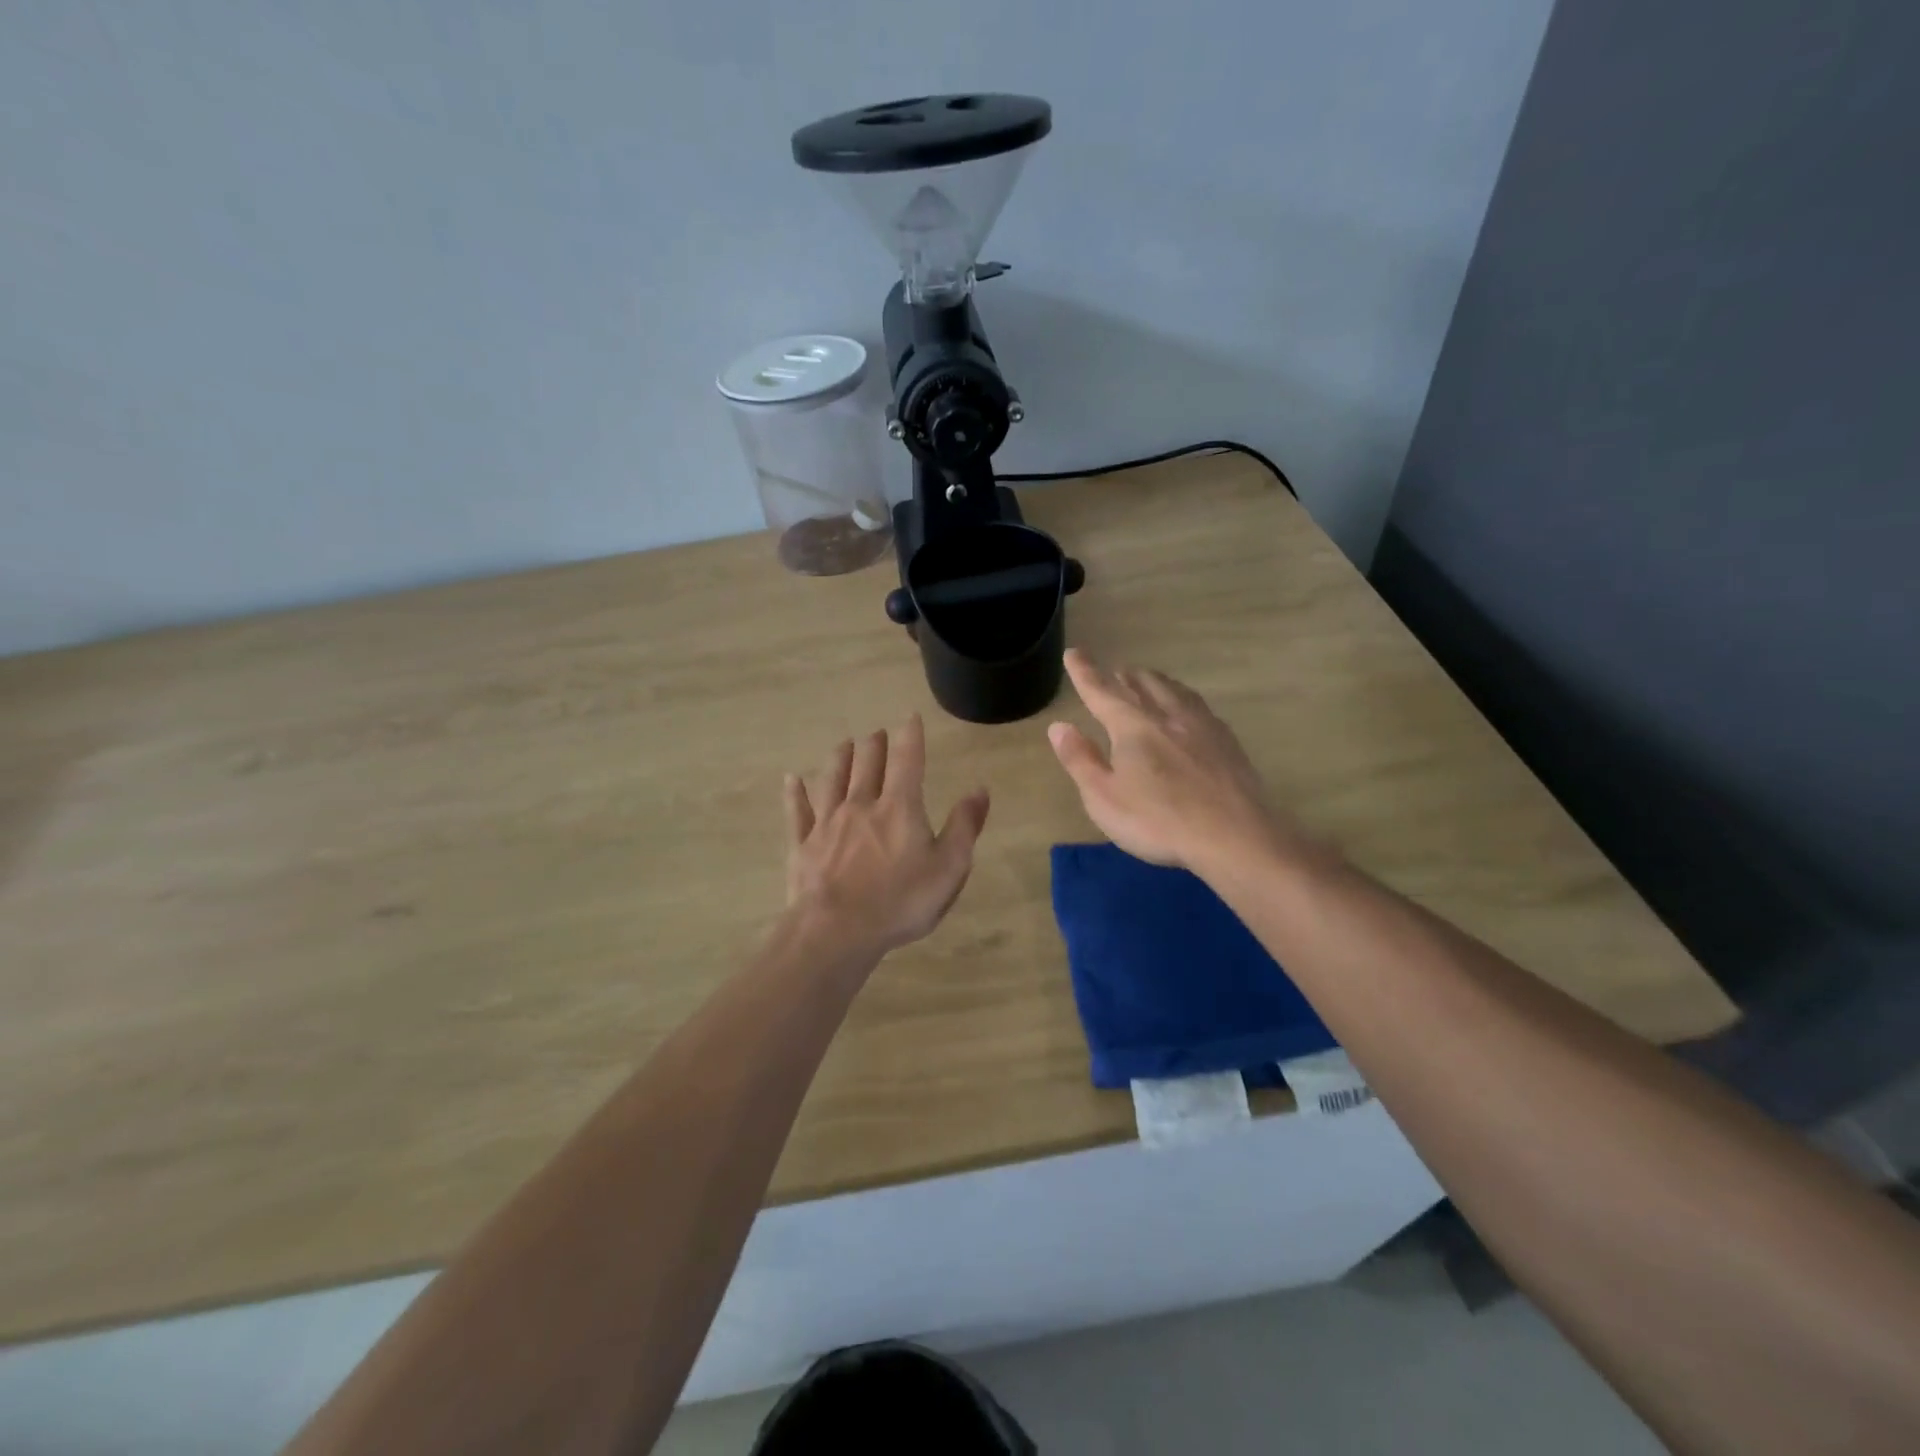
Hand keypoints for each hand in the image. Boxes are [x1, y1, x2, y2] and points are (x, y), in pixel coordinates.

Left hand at [783, 714, 990, 960]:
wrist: (837, 931)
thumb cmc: (900, 902)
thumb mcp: (949, 868)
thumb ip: (964, 826)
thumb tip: (980, 789)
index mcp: (898, 807)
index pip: (907, 760)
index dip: (910, 736)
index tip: (910, 717)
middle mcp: (860, 804)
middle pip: (866, 763)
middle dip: (874, 744)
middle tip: (877, 733)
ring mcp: (827, 823)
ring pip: (832, 779)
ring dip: (840, 758)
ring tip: (844, 744)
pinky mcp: (802, 845)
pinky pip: (797, 811)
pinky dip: (795, 793)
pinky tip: (792, 779)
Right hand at [1048, 649, 1293, 874]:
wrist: (1233, 836)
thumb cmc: (1158, 821)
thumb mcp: (1103, 798)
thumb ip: (1080, 760)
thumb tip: (1059, 726)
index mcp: (1133, 727)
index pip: (1102, 692)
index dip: (1085, 672)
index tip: (1074, 652)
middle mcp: (1168, 716)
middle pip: (1144, 684)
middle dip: (1124, 676)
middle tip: (1114, 671)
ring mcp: (1202, 727)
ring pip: (1175, 690)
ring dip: (1156, 681)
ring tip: (1149, 680)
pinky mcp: (1228, 743)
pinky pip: (1199, 706)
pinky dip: (1183, 697)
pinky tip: (1189, 710)